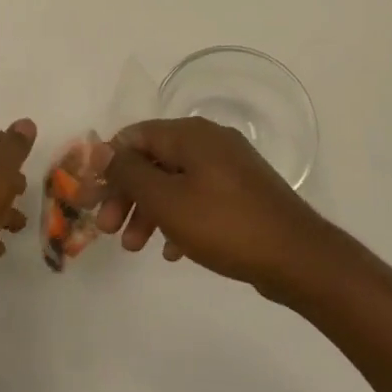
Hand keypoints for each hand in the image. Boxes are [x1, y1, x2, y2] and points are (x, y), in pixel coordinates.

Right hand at [98, 117, 331, 296]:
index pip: (134, 136)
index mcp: (190, 134)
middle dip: (127, 194)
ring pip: (174, 181)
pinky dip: (179, 218)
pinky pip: (198, 197)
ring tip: (136, 247)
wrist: (299, 257)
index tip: (93, 200)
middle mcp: (209, 141)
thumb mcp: (166, 200)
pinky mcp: (242, 192)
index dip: (108, 166)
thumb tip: (100, 149)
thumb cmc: (225, 225)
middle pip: (153, 159)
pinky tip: (172, 251)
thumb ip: (129, 173)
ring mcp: (229, 166)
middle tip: (108, 230)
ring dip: (149, 210)